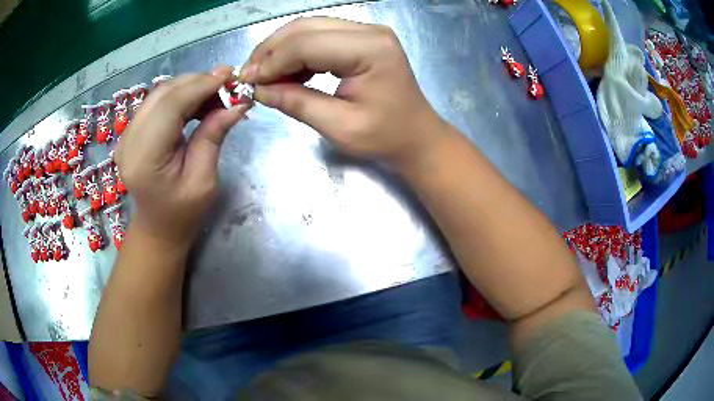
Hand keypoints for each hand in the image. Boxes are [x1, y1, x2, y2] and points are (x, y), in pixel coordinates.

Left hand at [114, 67, 248, 245]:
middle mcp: (129, 141)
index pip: (169, 107)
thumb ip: (213, 137)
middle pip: (162, 94)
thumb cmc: (183, 213)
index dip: (200, 86)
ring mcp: (127, 135)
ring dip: (190, 86)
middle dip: (197, 82)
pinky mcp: (131, 131)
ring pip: (160, 94)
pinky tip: (199, 100)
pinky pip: (157, 102)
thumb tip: (237, 104)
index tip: (229, 76)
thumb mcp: (204, 180)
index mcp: (143, 159)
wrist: (158, 227)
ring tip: (217, 91)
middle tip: (228, 83)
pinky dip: (181, 95)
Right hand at [240, 17, 445, 167]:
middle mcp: (369, 30)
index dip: (271, 61)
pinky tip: (286, 72)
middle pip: (304, 28)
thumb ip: (296, 102)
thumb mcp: (338, 126)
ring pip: (308, 28)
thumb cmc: (385, 137)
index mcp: (370, 49)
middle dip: (271, 51)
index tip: (246, 82)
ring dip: (280, 50)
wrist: (416, 136)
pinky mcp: (361, 39)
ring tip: (262, 75)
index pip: (306, 43)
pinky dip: (296, 52)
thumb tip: (258, 89)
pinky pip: (319, 36)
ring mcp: (366, 31)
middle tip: (248, 76)